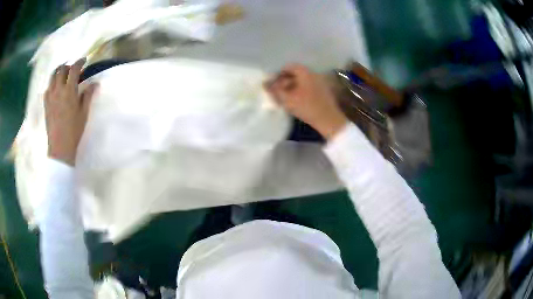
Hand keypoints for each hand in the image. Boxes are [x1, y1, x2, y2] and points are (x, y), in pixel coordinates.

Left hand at [44, 58, 97, 165]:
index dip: (79, 62)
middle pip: (61, 69)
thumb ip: (88, 95)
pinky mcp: (46, 104)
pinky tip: (56, 88)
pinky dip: (52, 83)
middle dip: (68, 65)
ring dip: (58, 72)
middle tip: (73, 69)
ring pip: (52, 76)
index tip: (84, 60)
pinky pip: (48, 88)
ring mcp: (50, 97)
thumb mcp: (84, 113)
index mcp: (69, 91)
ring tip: (63, 74)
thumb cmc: (74, 131)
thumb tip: (94, 83)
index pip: (74, 69)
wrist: (60, 148)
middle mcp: (58, 90)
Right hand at [265, 64, 346, 139]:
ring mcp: (319, 82)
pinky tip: (293, 101)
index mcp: (305, 72)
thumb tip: (264, 83)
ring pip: (300, 81)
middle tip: (275, 91)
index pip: (288, 67)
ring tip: (283, 98)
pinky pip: (307, 87)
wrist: (329, 120)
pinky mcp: (322, 92)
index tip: (271, 83)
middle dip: (283, 81)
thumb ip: (274, 90)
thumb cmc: (307, 107)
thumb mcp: (287, 99)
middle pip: (295, 74)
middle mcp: (313, 74)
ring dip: (290, 87)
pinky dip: (298, 91)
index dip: (278, 74)